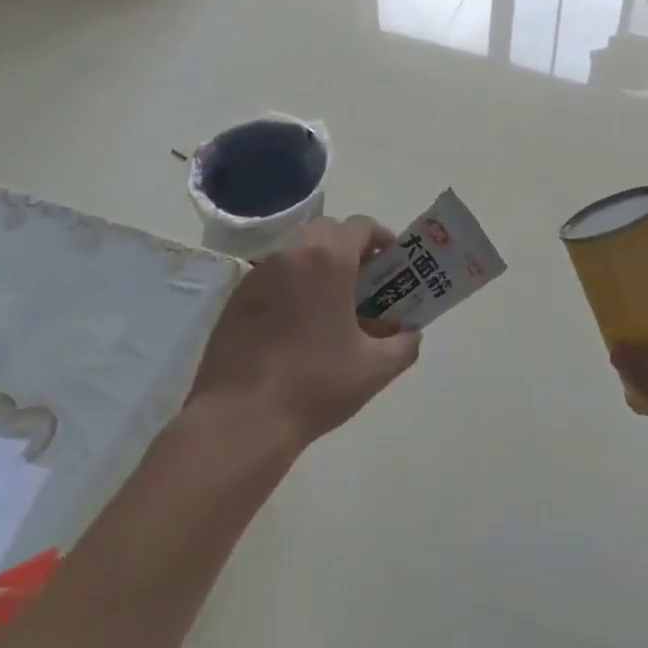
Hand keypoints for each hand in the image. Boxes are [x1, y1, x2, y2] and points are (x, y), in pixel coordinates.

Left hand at [188, 216, 421, 445]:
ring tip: (330, 304)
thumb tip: (411, 333)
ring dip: (318, 264)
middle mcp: (292, 253)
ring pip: (297, 250)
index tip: (392, 264)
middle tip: (363, 282)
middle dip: (349, 248)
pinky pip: (274, 274)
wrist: (239, 421)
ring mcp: (259, 273)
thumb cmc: (314, 385)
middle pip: (327, 231)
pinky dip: (291, 284)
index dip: (381, 239)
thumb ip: (403, 344)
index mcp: (329, 258)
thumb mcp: (374, 369)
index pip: (361, 226)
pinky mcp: (236, 297)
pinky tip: (296, 324)